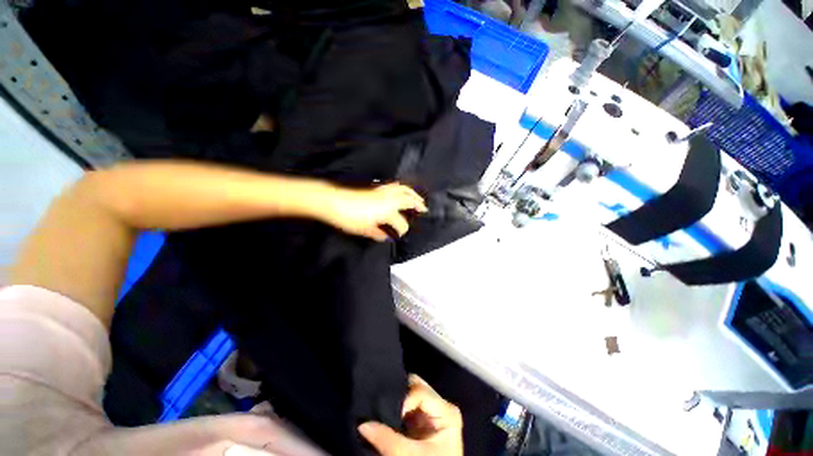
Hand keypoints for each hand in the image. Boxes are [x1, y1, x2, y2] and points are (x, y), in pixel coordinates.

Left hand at [322, 183, 427, 241]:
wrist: (334, 201)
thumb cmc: (349, 217)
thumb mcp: (364, 229)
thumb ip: (378, 233)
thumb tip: (385, 236)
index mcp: (387, 212)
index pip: (401, 223)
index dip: (403, 230)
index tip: (401, 234)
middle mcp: (388, 200)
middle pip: (408, 200)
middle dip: (418, 204)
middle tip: (424, 209)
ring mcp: (383, 192)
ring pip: (403, 189)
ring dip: (413, 193)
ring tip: (418, 198)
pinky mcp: (376, 188)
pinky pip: (393, 185)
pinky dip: (401, 187)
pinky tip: (401, 189)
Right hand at [358, 375, 462, 455]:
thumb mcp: (407, 455)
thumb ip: (385, 438)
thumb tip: (361, 423)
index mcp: (446, 411)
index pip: (420, 390)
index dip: (403, 400)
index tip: (388, 415)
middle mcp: (440, 407)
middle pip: (415, 386)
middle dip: (398, 395)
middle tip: (381, 408)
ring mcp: (431, 414)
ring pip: (409, 394)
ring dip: (395, 402)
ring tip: (380, 412)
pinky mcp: (421, 423)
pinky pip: (406, 406)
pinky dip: (394, 410)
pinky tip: (385, 417)